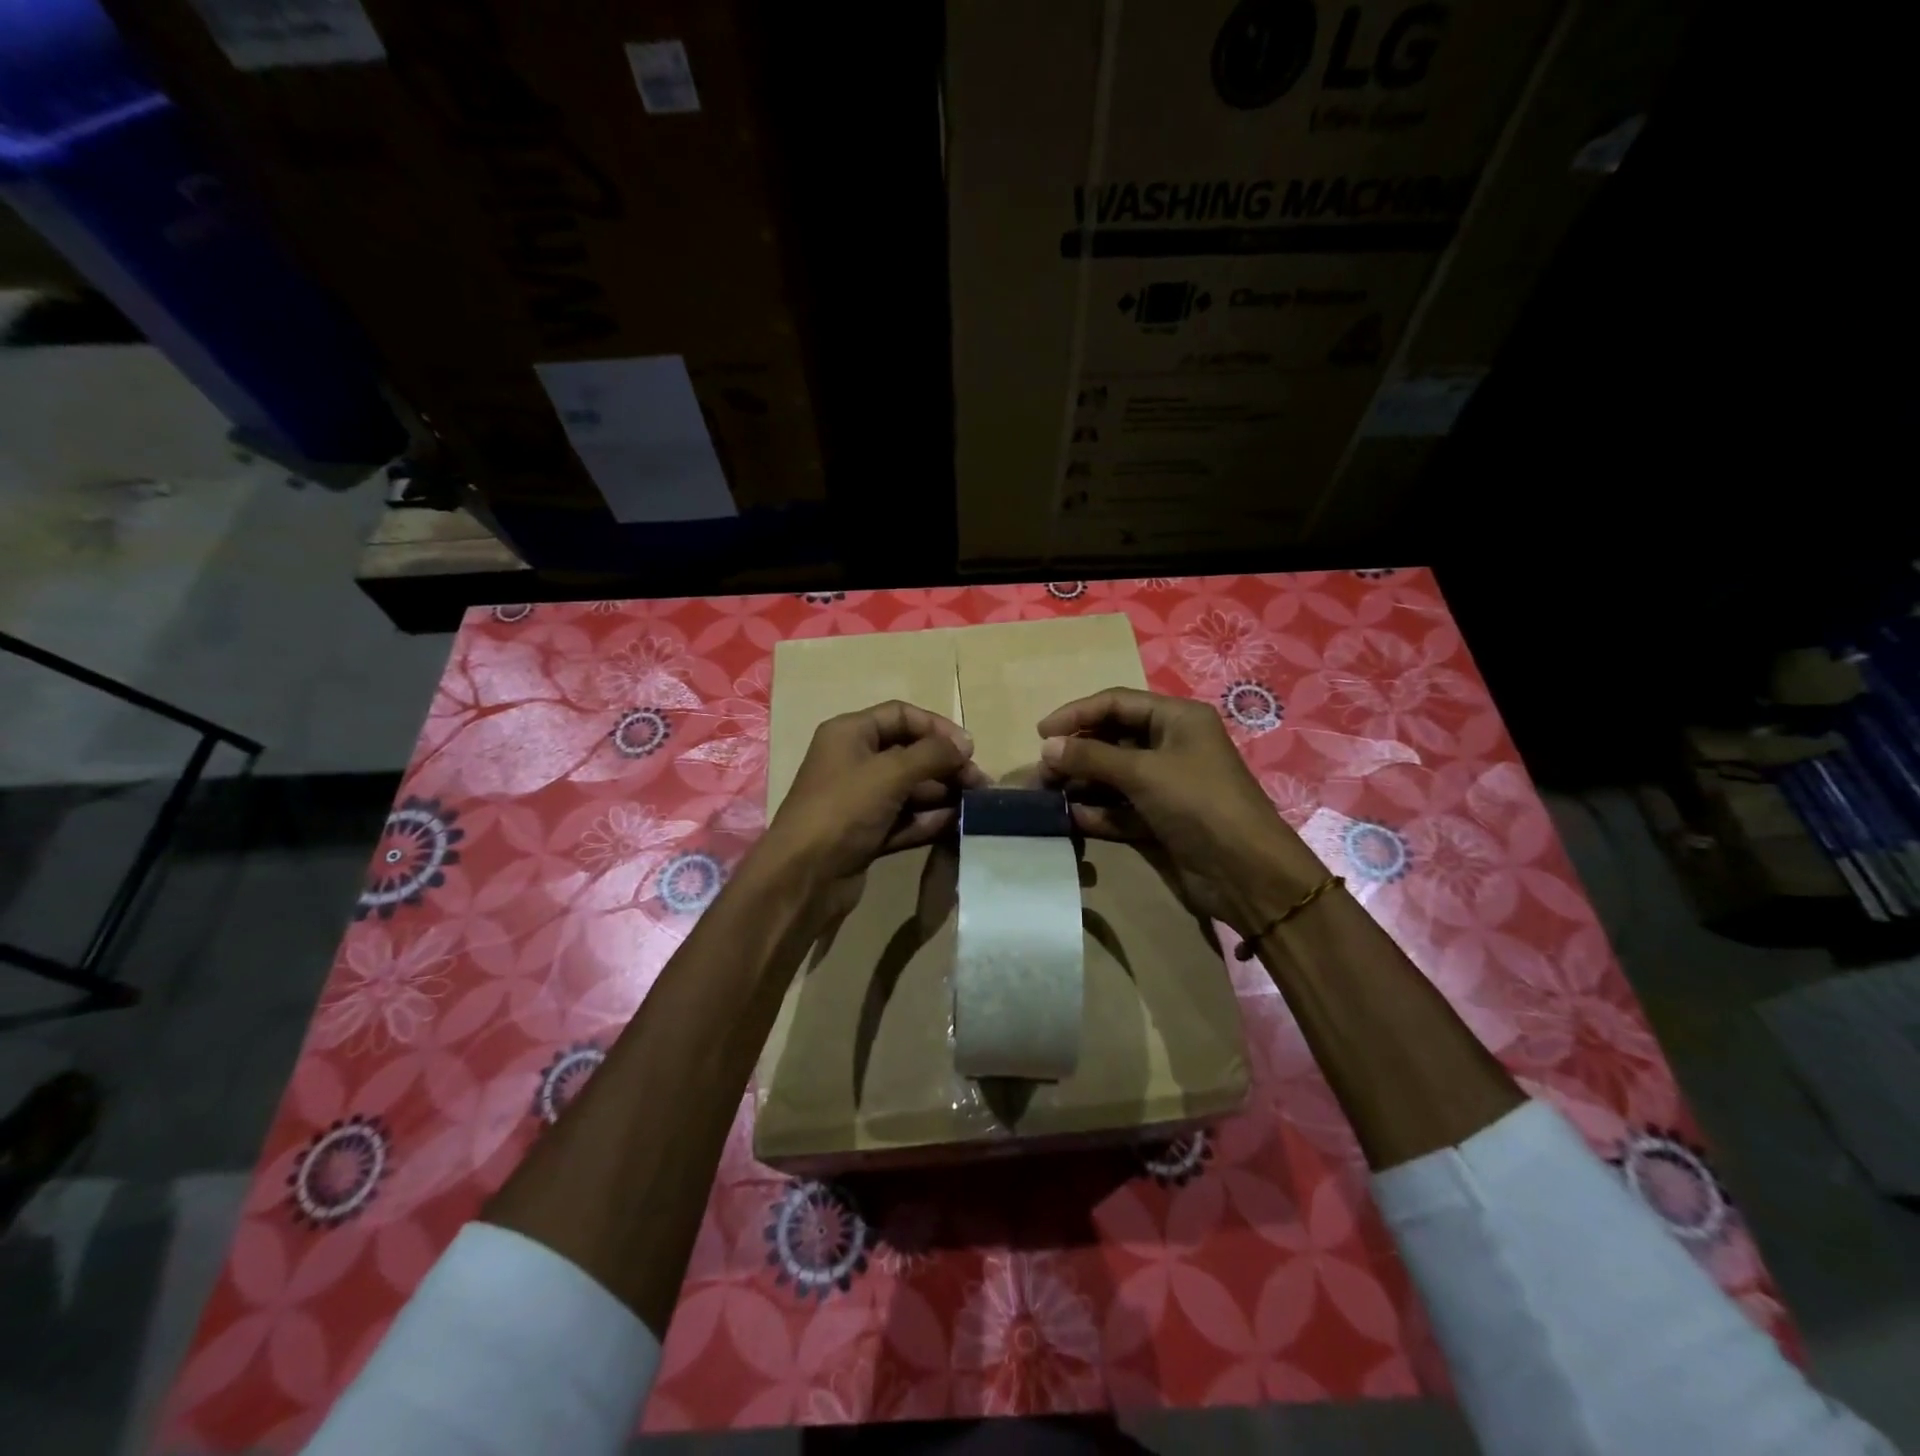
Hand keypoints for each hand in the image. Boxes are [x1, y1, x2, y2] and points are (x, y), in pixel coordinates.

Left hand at [762, 700, 987, 894]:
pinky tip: (956, 825)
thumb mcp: (890, 773)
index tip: (968, 749)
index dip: (937, 727)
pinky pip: (906, 819)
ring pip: (911, 789)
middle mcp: (854, 761)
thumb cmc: (843, 810)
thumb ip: (932, 754)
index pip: (901, 715)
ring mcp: (861, 800)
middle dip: (945, 765)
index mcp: (849, 734)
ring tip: (975, 805)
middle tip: (979, 783)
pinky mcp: (868, 833)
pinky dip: (929, 820)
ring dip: (943, 794)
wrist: (804, 877)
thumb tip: (964, 745)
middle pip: (910, 753)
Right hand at [1038, 687, 1323, 933]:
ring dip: (1081, 784)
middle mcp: (1172, 745)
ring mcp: (1167, 785)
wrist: (1246, 872)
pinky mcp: (1162, 819)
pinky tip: (1071, 819)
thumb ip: (1092, 756)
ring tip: (1046, 796)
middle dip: (1076, 753)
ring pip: (1113, 776)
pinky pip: (1121, 808)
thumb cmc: (1198, 804)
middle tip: (1041, 772)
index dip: (1077, 714)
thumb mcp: (1143, 772)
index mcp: (1177, 719)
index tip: (1041, 733)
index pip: (1116, 703)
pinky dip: (1098, 812)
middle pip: (1112, 739)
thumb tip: (1047, 746)